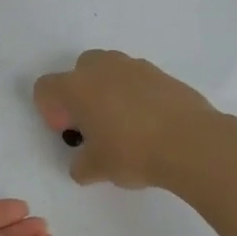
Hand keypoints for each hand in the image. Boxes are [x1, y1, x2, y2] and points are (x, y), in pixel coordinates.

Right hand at [33, 50, 219, 188]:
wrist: (190, 142)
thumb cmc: (132, 152)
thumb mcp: (97, 169)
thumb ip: (81, 165)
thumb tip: (83, 164)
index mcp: (77, 87)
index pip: (45, 88)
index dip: (50, 110)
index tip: (68, 132)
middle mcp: (102, 68)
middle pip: (78, 70)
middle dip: (79, 93)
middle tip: (92, 124)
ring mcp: (135, 66)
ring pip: (110, 71)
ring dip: (108, 91)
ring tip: (123, 124)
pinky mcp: (162, 73)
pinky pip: (137, 80)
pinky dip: (135, 95)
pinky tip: (148, 123)